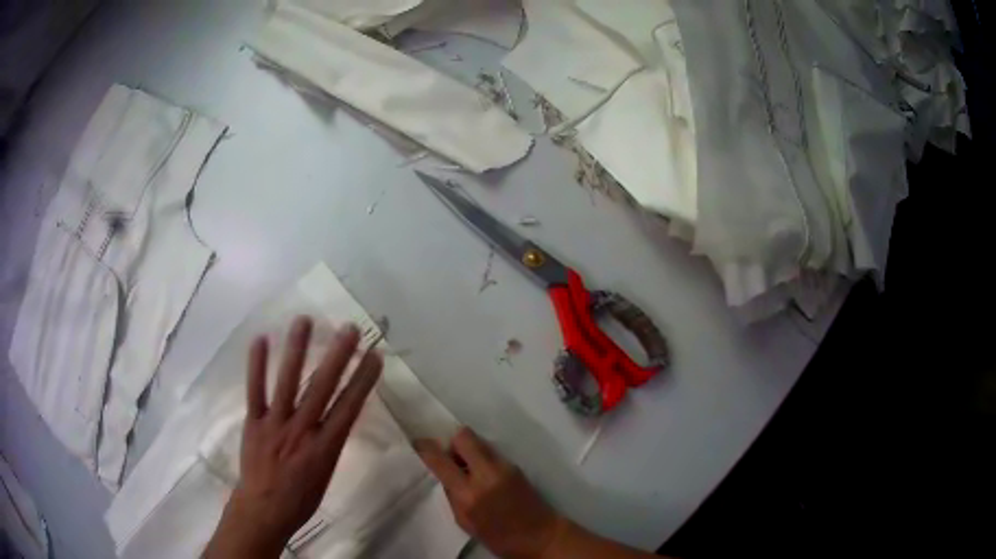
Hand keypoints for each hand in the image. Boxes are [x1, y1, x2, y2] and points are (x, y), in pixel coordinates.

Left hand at [205, 317, 382, 557]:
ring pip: (287, 382)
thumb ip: (329, 442)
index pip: (349, 406)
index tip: (374, 355)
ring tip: (305, 321)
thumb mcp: (326, 474)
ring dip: (297, 350)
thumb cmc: (301, 499)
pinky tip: (261, 339)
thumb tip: (334, 417)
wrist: (264, 510)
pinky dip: (257, 365)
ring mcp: (275, 423)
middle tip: (348, 329)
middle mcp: (302, 430)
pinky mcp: (253, 422)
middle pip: (322, 388)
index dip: (363, 379)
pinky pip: (254, 390)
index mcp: (325, 447)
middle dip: (338, 356)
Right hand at [414, 428, 566, 558]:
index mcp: (469, 493)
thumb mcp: (465, 522)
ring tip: (467, 467)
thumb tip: (444, 474)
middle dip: (452, 442)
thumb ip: (453, 496)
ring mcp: (504, 466)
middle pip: (464, 436)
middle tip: (450, 458)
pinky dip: (482, 457)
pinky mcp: (516, 465)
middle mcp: (486, 473)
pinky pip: (491, 452)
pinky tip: (482, 474)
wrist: (540, 535)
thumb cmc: (499, 537)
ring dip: (468, 449)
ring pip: (479, 441)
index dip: (426, 448)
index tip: (418, 443)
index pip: (441, 460)